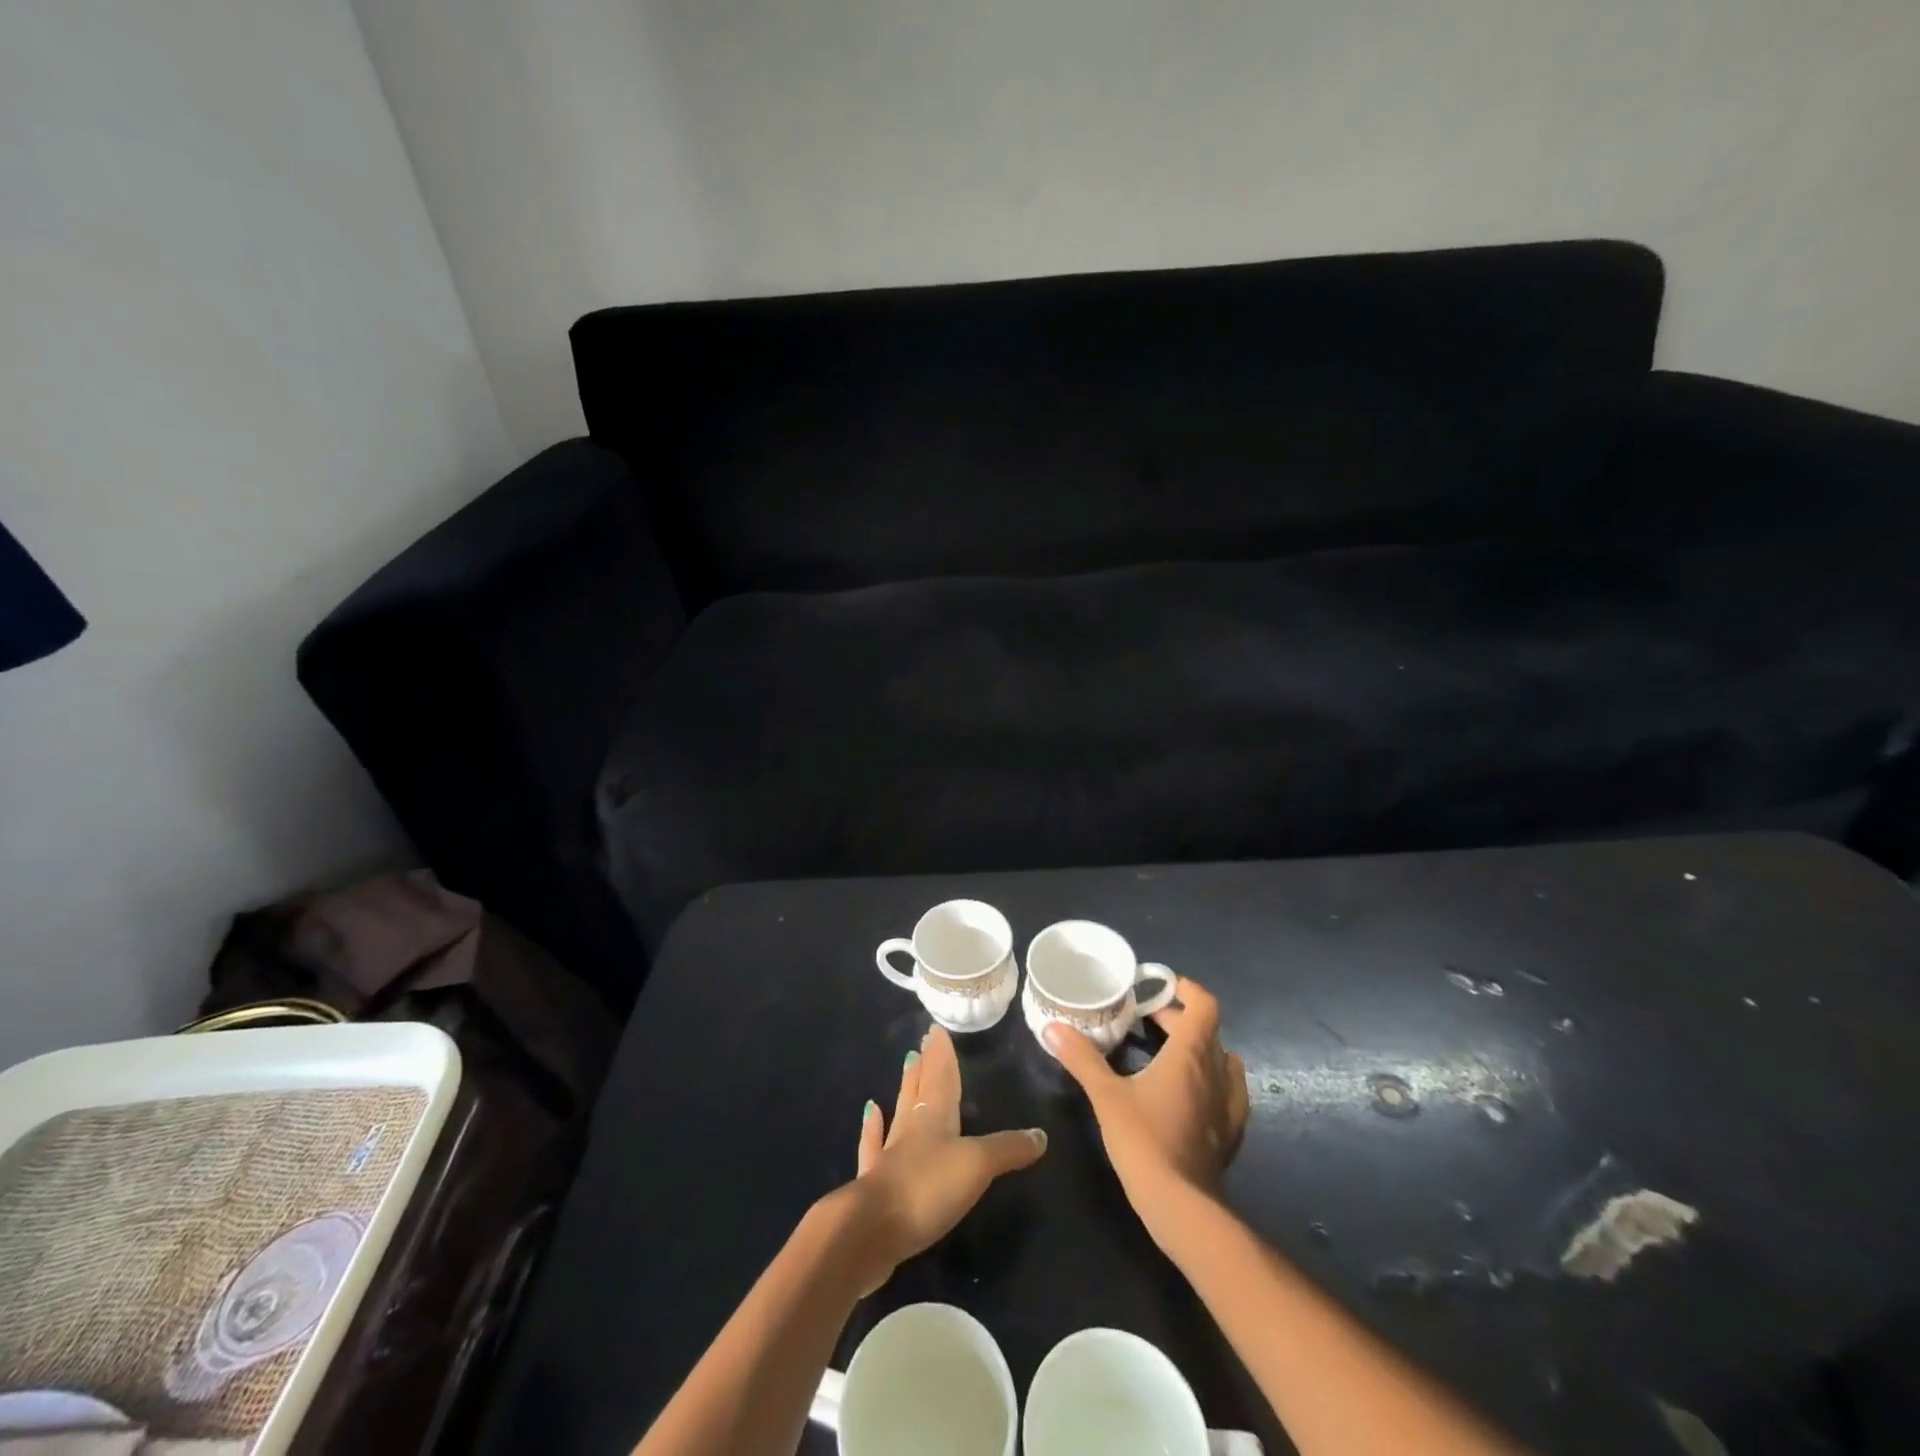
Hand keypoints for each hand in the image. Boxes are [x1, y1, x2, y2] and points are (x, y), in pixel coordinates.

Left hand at [841, 1024, 1047, 1292]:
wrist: (871, 1231)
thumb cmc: (928, 1188)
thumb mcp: (977, 1165)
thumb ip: (1008, 1148)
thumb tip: (1041, 1135)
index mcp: (934, 1117)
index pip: (942, 1077)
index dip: (942, 1055)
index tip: (936, 1030)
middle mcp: (911, 1128)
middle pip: (920, 1089)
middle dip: (926, 1065)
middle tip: (922, 1042)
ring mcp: (889, 1154)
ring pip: (900, 1112)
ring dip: (905, 1088)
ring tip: (907, 1064)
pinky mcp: (875, 1184)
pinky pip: (874, 1146)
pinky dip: (872, 1128)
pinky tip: (870, 1112)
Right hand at [1045, 977, 1249, 1232]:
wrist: (1182, 1207)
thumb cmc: (1144, 1141)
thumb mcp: (1106, 1095)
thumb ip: (1082, 1058)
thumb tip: (1053, 1027)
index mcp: (1191, 1054)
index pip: (1204, 1005)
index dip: (1185, 989)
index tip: (1159, 987)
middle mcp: (1217, 1071)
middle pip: (1206, 1029)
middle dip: (1177, 1018)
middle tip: (1144, 1019)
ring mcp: (1229, 1103)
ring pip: (1220, 1058)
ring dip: (1197, 1047)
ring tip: (1166, 1052)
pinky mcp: (1231, 1131)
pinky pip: (1227, 1089)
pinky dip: (1209, 1078)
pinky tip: (1187, 1092)